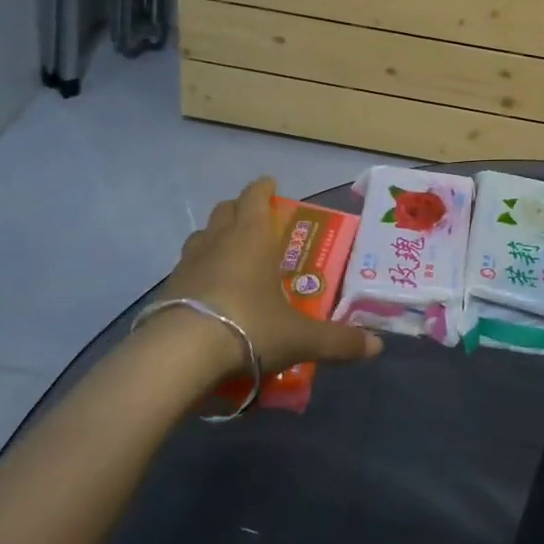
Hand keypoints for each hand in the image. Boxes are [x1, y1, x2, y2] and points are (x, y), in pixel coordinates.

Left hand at [158, 176, 382, 374]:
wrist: (178, 357)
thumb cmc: (247, 328)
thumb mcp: (299, 338)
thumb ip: (338, 342)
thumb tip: (377, 346)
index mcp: (252, 237)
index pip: (255, 196)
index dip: (264, 188)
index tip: (272, 186)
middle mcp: (218, 241)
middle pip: (226, 210)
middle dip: (240, 210)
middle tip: (257, 224)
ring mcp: (187, 264)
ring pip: (201, 236)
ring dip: (215, 238)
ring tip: (230, 257)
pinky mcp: (166, 290)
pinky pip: (185, 269)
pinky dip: (198, 272)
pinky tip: (208, 295)